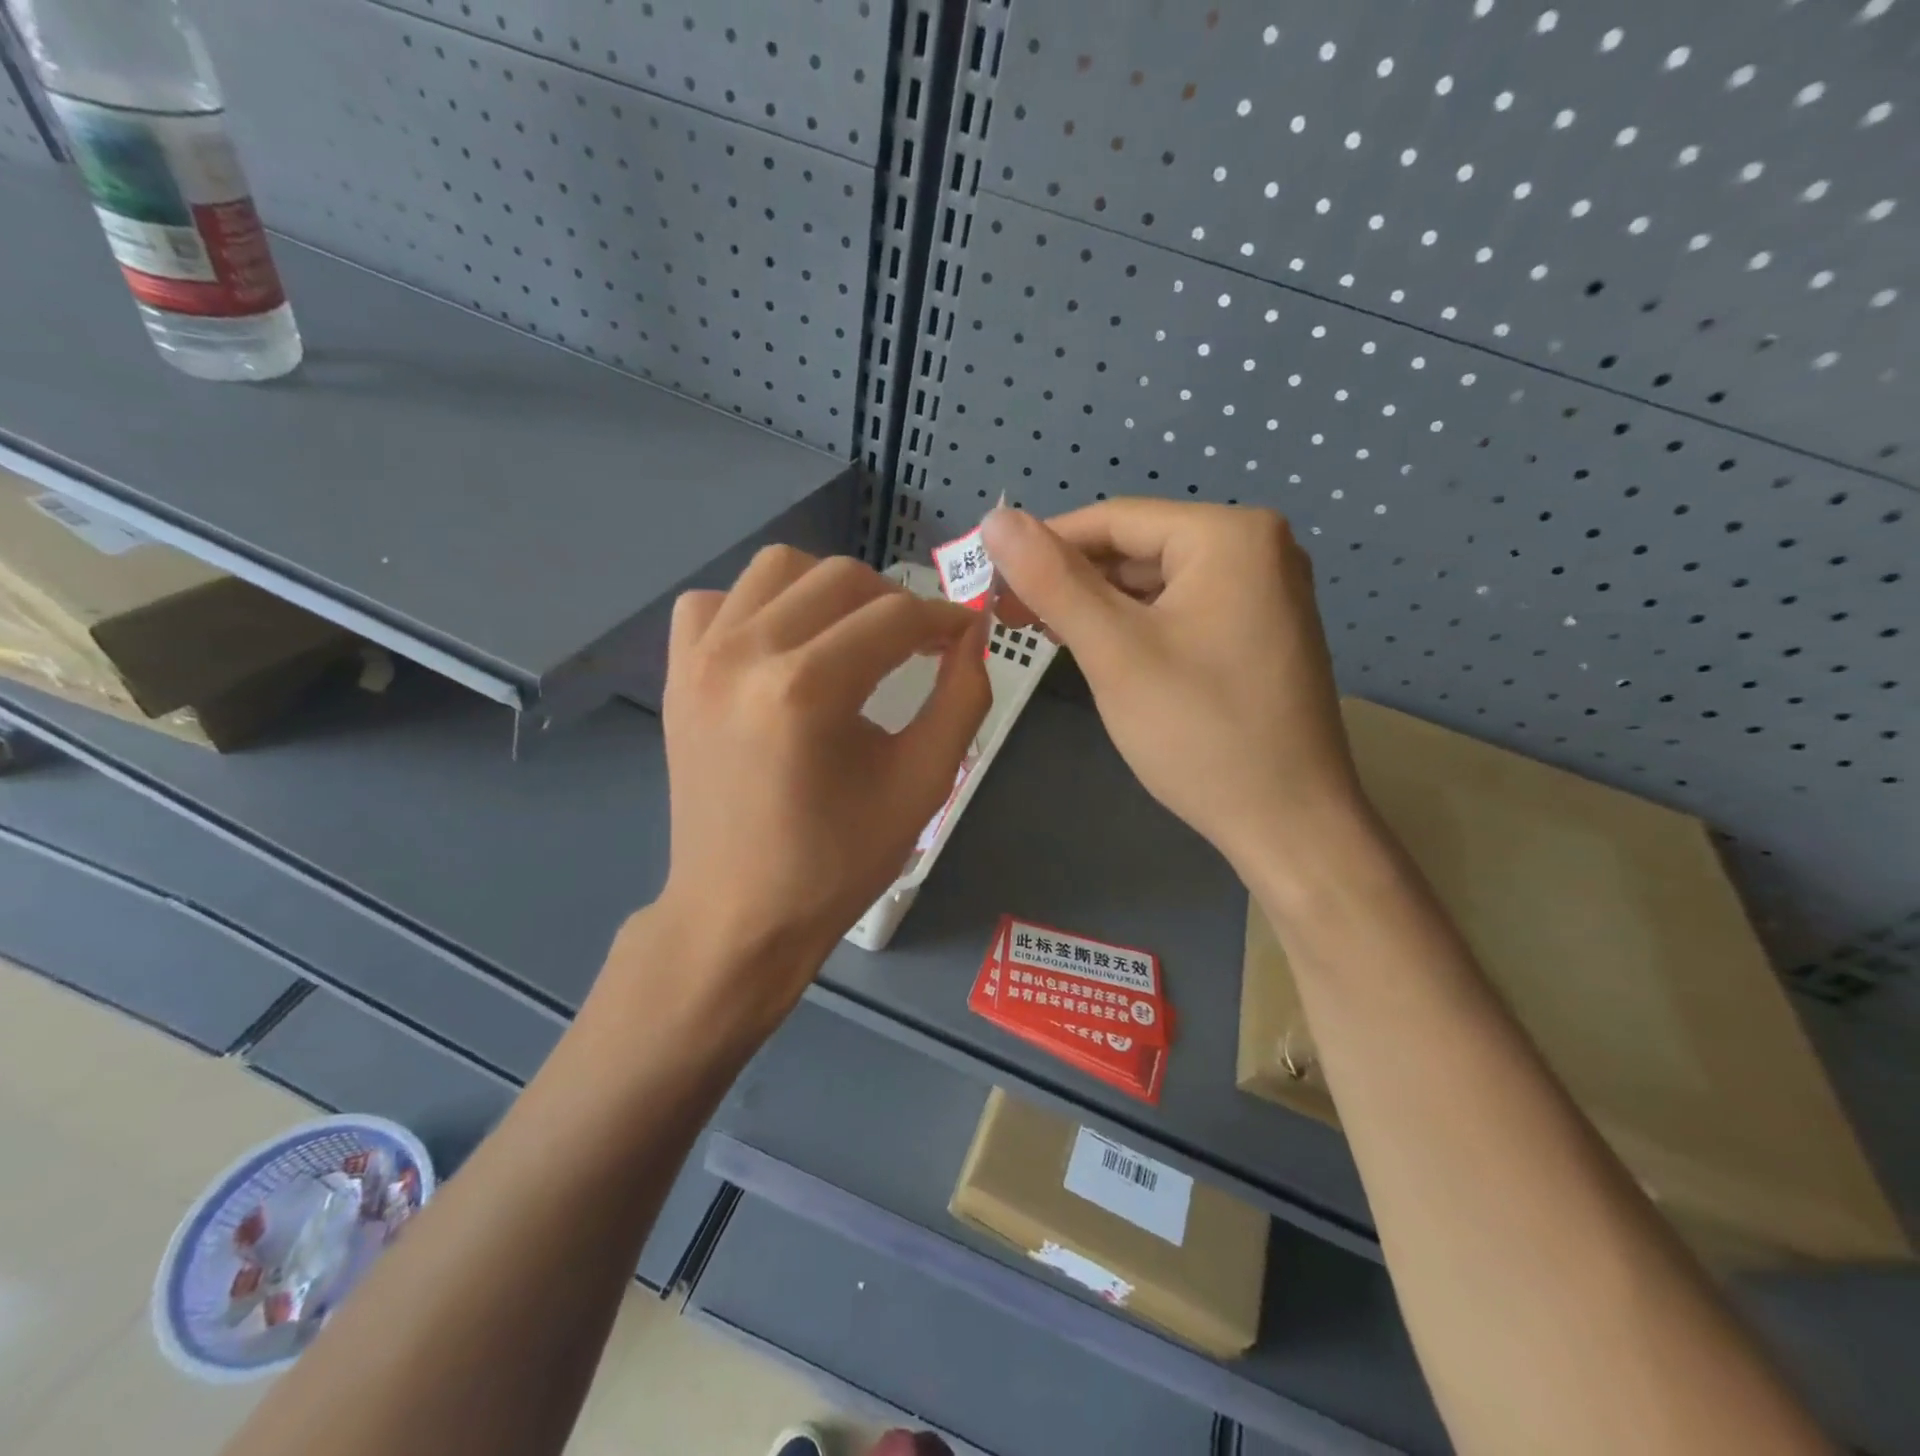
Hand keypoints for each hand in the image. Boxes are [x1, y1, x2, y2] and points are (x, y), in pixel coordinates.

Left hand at [653, 546, 989, 1020]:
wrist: (739, 912)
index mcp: (806, 689)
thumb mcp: (922, 784)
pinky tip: (781, 646)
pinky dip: (757, 605)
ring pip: (777, 568)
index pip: (895, 617)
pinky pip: (716, 600)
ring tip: (853, 636)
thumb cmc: (837, 861)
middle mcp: (744, 653)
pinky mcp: (676, 673)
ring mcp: (699, 658)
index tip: (963, 635)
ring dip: (829, 590)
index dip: (943, 619)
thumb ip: (962, 698)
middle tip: (917, 643)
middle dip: (894, 601)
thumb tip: (972, 632)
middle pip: (839, 577)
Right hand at [981, 500, 1357, 871]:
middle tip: (1010, 615)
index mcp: (1229, 536)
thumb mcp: (1114, 651)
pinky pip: (1182, 610)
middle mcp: (1257, 548)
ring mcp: (1264, 592)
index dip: (1044, 544)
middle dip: (1071, 579)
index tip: (991, 580)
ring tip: (1044, 632)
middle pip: (1138, 548)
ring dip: (1099, 604)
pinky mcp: (1260, 632)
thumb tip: (995, 519)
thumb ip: (1052, 580)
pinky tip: (1098, 648)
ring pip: (1157, 582)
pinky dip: (1136, 624)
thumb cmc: (1198, 732)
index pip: (1114, 519)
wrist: (1289, 824)